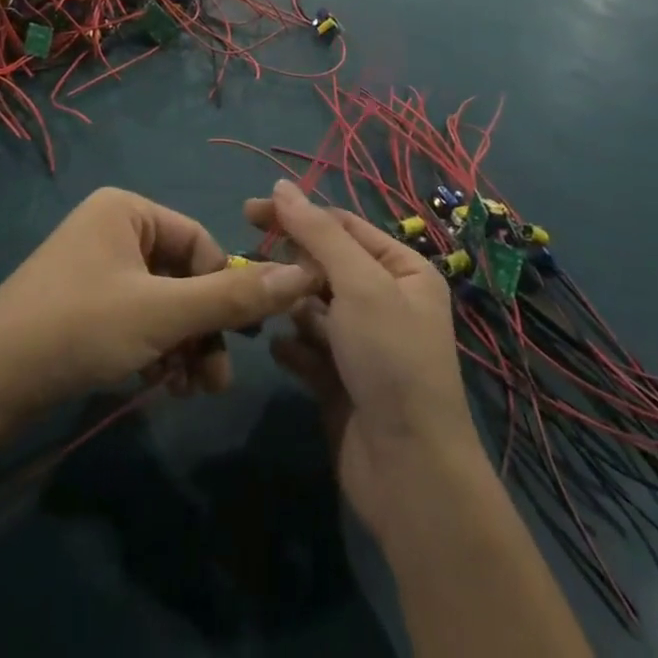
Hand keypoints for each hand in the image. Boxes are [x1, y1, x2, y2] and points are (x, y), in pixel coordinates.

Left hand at [0, 188, 317, 417]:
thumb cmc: (79, 326)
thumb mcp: (163, 314)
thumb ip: (233, 299)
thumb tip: (305, 274)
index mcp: (128, 209)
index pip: (201, 244)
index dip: (225, 292)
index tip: (243, 342)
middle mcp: (112, 228)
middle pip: (182, 276)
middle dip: (202, 330)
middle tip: (214, 383)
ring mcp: (95, 267)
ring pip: (162, 303)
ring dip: (181, 346)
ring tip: (186, 392)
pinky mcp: (82, 304)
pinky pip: (136, 319)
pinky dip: (154, 351)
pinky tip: (156, 388)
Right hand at [245, 181, 488, 541]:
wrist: (409, 472)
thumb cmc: (390, 359)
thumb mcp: (358, 283)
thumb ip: (317, 232)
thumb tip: (282, 186)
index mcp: (402, 270)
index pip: (342, 226)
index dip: (297, 214)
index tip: (250, 212)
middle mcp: (385, 300)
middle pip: (325, 265)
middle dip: (291, 265)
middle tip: (248, 264)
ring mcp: (363, 343)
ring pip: (312, 306)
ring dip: (289, 307)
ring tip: (266, 310)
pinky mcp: (341, 379)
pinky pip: (308, 348)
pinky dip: (292, 346)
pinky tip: (280, 351)